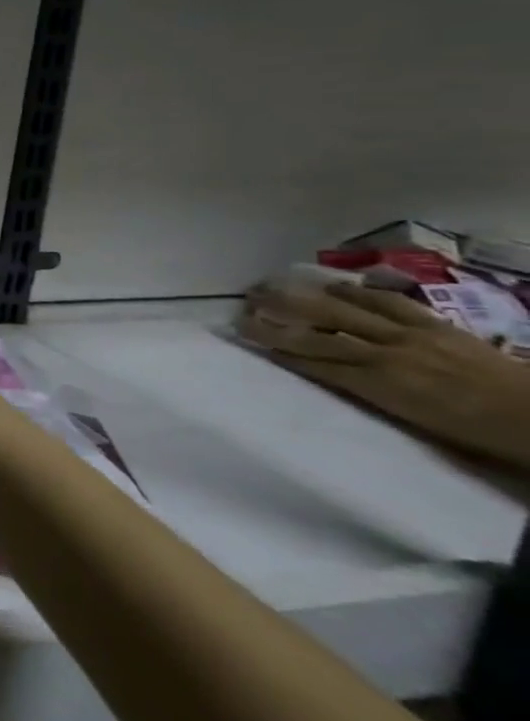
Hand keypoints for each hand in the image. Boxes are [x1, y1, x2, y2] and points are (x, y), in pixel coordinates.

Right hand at [240, 281, 529, 470]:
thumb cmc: (477, 434)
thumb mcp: (416, 424)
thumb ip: (369, 395)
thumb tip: (324, 374)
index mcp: (382, 385)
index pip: (314, 361)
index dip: (276, 346)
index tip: (243, 334)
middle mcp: (389, 354)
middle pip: (321, 331)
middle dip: (278, 316)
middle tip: (245, 302)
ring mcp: (413, 335)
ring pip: (347, 311)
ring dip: (306, 297)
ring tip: (275, 285)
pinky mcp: (437, 326)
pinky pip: (391, 303)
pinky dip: (360, 293)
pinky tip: (338, 286)